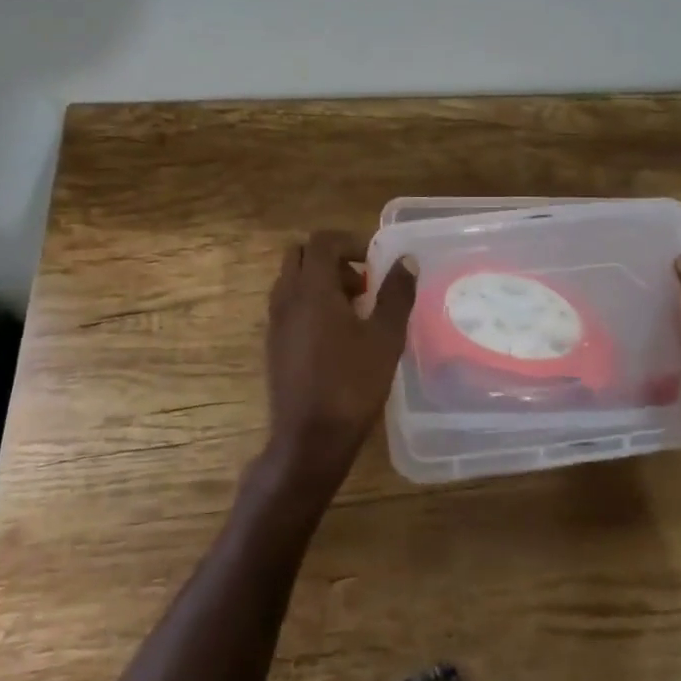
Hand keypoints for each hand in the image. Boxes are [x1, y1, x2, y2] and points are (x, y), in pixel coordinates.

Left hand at [263, 230, 417, 492]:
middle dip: (332, 258)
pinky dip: (310, 302)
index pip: (322, 241)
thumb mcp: (385, 337)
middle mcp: (287, 297)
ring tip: (354, 310)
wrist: (309, 439)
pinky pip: (288, 304)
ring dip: (321, 281)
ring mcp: (275, 321)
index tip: (374, 262)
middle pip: (301, 254)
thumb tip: (406, 261)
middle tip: (362, 283)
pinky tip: (337, 335)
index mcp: (312, 288)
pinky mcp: (273, 343)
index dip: (350, 242)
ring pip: (293, 280)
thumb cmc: (351, 384)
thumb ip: (396, 294)